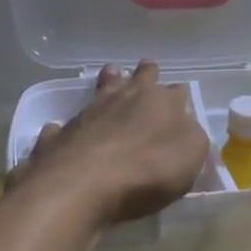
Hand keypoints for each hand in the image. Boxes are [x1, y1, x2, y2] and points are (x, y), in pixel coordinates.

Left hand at [8, 61, 208, 225]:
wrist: (84, 183)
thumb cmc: (149, 169)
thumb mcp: (190, 155)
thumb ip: (191, 137)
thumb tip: (185, 125)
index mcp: (161, 102)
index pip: (176, 92)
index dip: (178, 94)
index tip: (180, 96)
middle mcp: (124, 99)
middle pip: (138, 79)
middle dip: (145, 74)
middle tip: (146, 68)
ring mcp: (88, 114)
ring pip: (100, 90)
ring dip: (107, 82)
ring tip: (110, 74)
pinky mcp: (59, 136)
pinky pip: (63, 127)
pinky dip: (64, 127)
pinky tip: (60, 129)